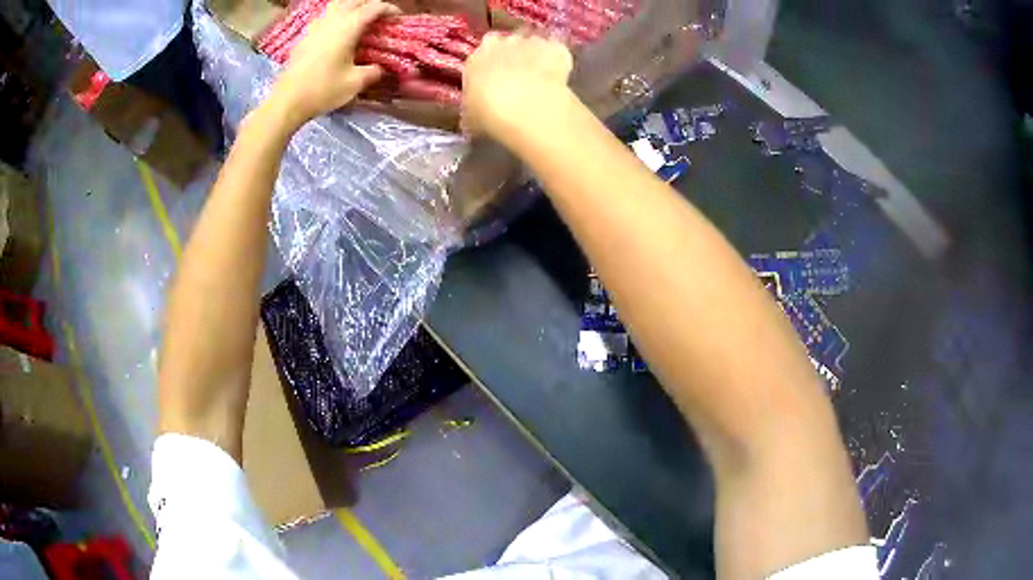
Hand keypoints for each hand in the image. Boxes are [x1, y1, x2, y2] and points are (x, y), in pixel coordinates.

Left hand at [266, 0, 398, 127]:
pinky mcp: (305, 36)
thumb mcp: (355, 83)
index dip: (389, 10)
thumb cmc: (322, 90)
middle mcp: (332, 20)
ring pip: (337, 5)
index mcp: (348, 27)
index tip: (398, 18)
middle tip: (380, 17)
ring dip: (351, 7)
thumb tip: (382, 68)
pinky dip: (336, 17)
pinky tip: (338, 31)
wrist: (287, 101)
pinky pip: (324, 16)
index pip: (374, 7)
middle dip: (370, 5)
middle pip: (355, 1)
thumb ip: (373, 71)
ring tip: (358, 20)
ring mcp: (316, 26)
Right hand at [462, 31, 574, 142]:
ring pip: (535, 45)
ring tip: (541, 81)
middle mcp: (504, 42)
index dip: (492, 63)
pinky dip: (559, 63)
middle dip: (514, 56)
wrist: (527, 108)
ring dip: (537, 58)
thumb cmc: (489, 114)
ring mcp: (533, 42)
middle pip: (510, 43)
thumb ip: (473, 106)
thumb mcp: (471, 117)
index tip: (496, 77)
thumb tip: (476, 112)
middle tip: (519, 79)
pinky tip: (559, 81)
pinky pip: (558, 53)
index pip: (484, 50)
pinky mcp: (558, 49)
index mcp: (477, 57)